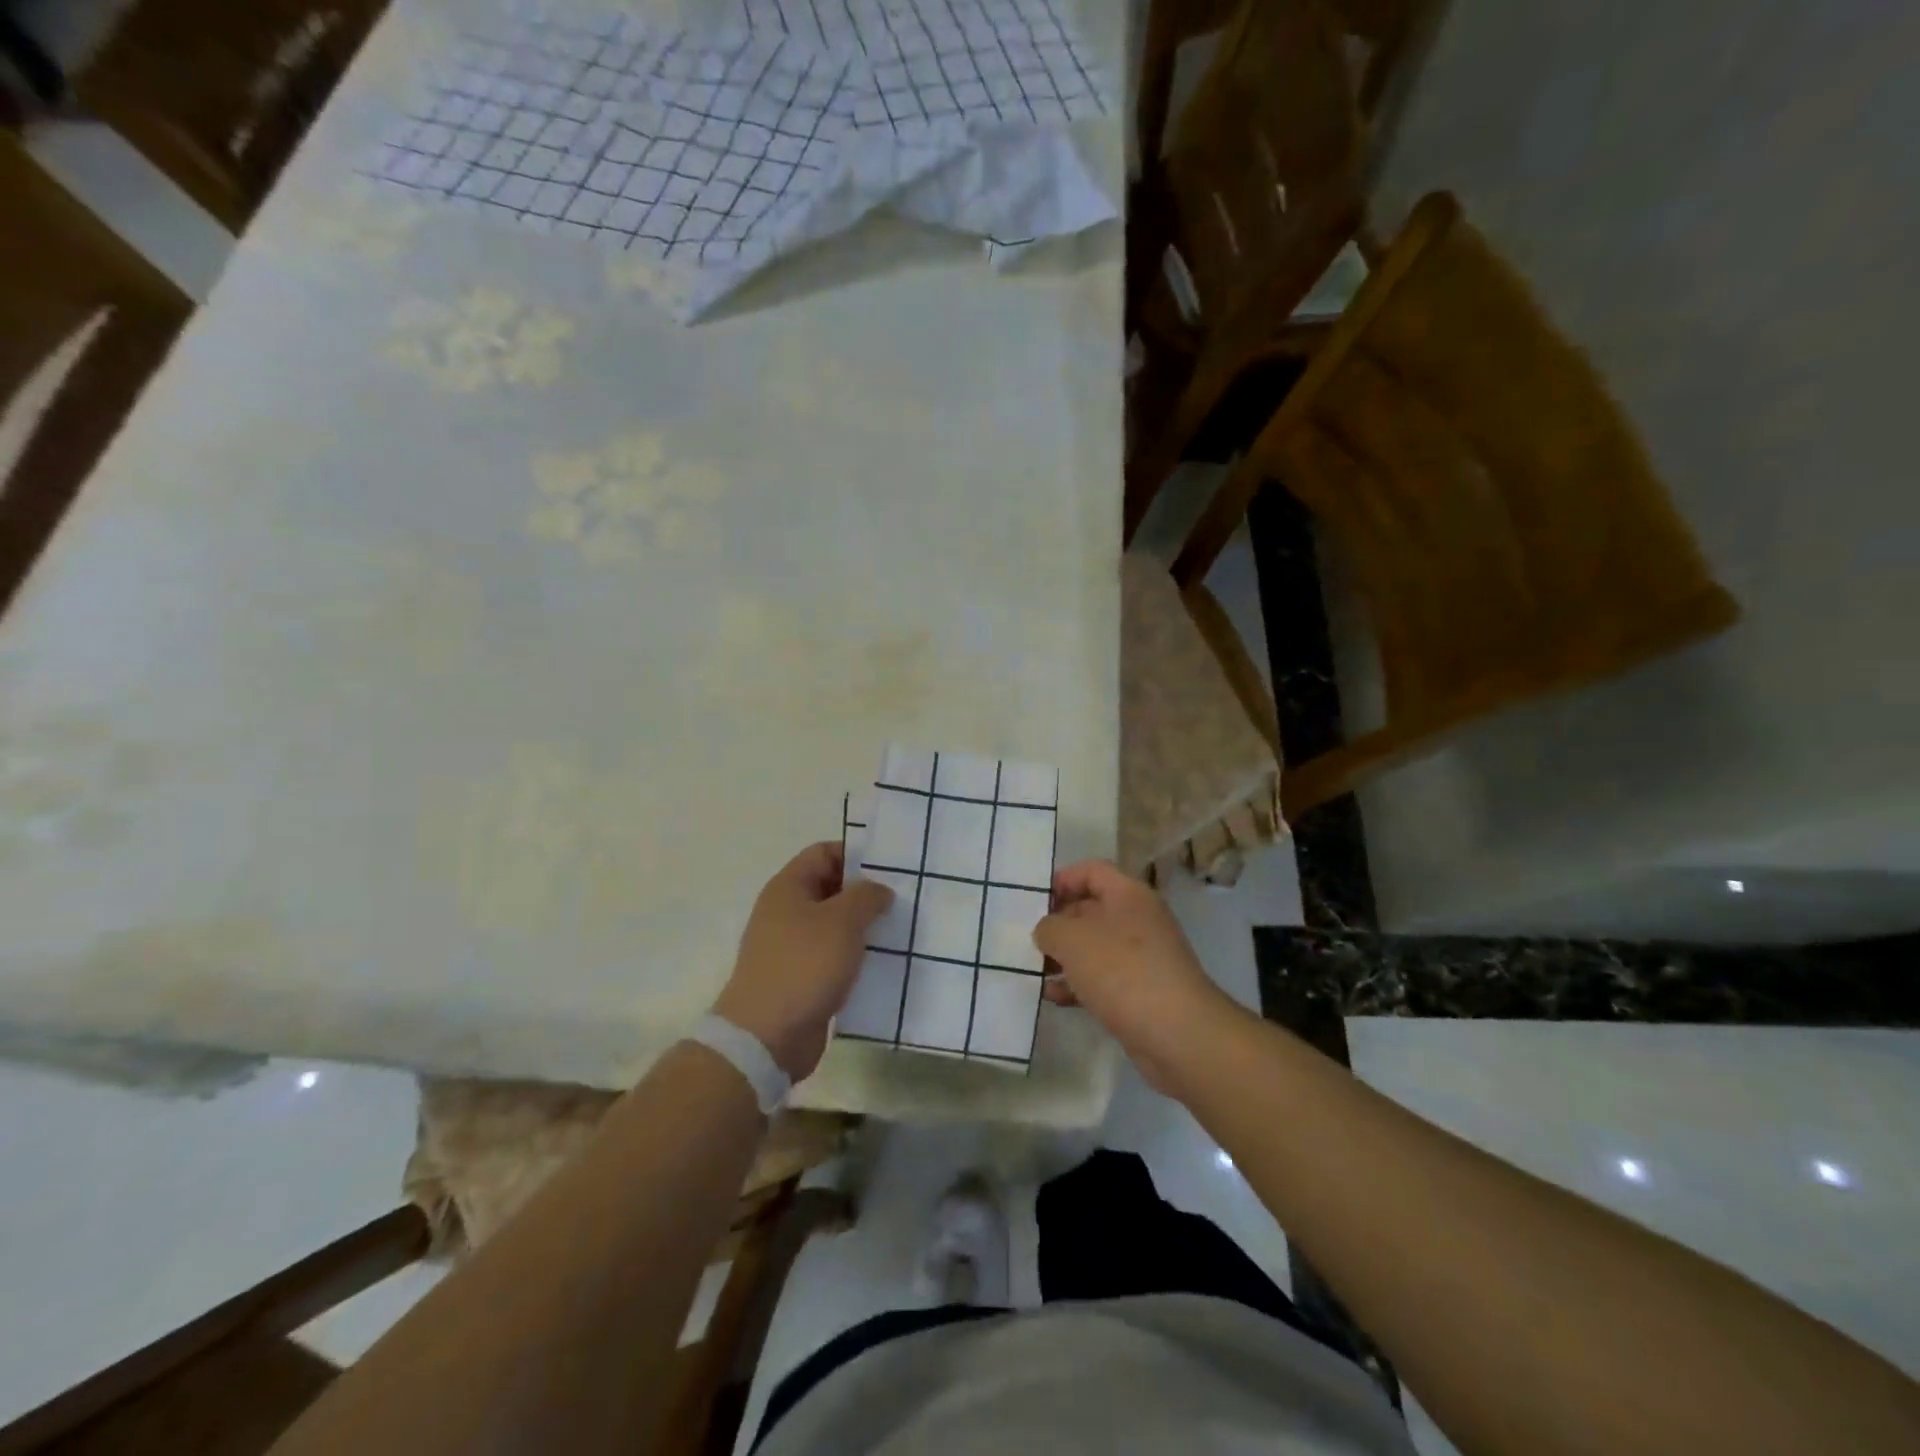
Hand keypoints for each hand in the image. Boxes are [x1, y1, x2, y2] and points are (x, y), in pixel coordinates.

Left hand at [714, 841, 892, 1080]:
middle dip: (865, 893)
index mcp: (788, 888)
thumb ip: (866, 896)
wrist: (766, 1037)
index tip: (890, 869)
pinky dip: (855, 958)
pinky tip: (882, 965)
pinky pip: (833, 957)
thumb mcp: (842, 921)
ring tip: (899, 932)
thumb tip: (878, 891)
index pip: (824, 853)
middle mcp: (786, 912)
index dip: (856, 855)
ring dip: (863, 928)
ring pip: (834, 926)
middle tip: (903, 900)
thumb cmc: (804, 965)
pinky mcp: (801, 979)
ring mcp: (791, 947)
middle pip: (831, 889)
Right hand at [1034, 859, 1235, 1091]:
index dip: (1062, 880)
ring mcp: (1143, 957)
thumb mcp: (1072, 939)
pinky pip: (1103, 978)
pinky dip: (1078, 984)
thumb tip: (1047, 931)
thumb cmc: (1122, 971)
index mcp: (1128, 894)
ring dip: (1065, 957)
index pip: (1092, 870)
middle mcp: (1139, 919)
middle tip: (1029, 939)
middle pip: (1091, 908)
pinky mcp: (1142, 991)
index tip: (1035, 902)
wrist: (1177, 1033)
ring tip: (1036, 970)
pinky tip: (1055, 997)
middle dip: (1058, 922)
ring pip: (1095, 946)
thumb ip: (1049, 927)